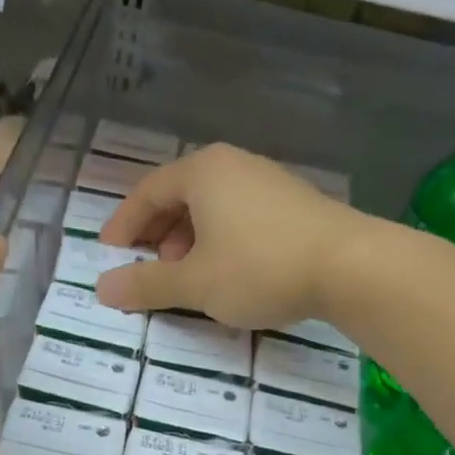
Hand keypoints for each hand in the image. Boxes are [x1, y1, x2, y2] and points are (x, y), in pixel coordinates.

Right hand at [95, 143, 372, 328]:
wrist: (352, 266)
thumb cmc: (260, 268)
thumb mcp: (195, 283)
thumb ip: (147, 285)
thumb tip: (102, 288)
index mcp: (203, 172)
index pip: (147, 192)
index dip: (123, 225)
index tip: (110, 255)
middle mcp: (234, 165)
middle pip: (180, 195)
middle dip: (158, 234)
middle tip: (151, 268)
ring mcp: (268, 181)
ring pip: (212, 207)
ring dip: (189, 240)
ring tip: (190, 275)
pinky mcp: (294, 203)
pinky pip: (240, 215)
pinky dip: (221, 240)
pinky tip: (230, 272)